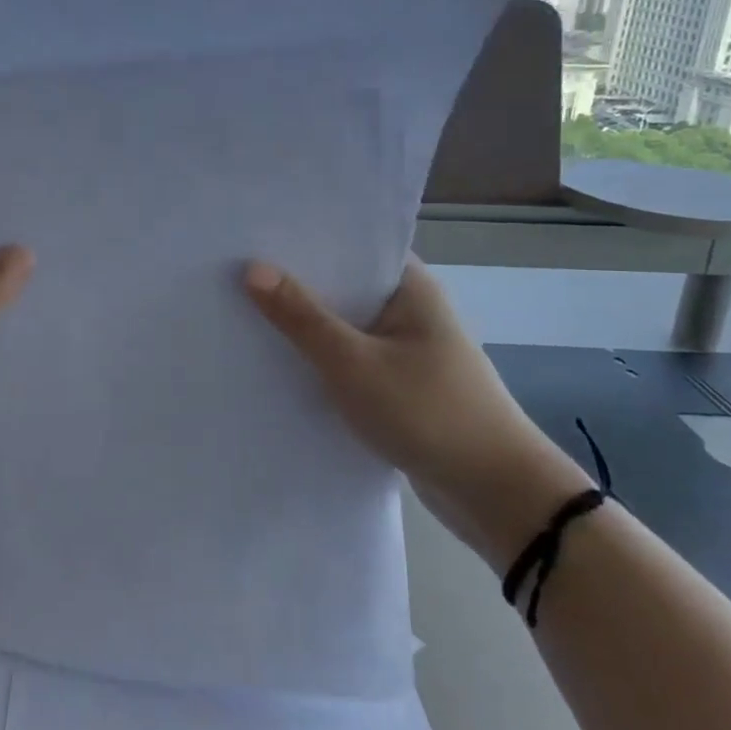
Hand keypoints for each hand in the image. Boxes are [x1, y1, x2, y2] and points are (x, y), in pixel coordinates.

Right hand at [244, 256, 589, 566]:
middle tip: (233, 272)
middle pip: (344, 286)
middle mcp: (410, 310)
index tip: (253, 234)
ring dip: (306, 326)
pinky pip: (351, 361)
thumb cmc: (427, 412)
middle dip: (295, 284)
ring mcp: (406, 350)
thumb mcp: (354, 363)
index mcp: (410, 287)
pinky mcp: (400, 387)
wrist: (497, 495)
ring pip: (345, 327)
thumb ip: (302, 317)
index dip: (304, 239)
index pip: (351, 246)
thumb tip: (253, 269)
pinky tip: (279, 363)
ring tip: (243, 311)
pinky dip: (322, 360)